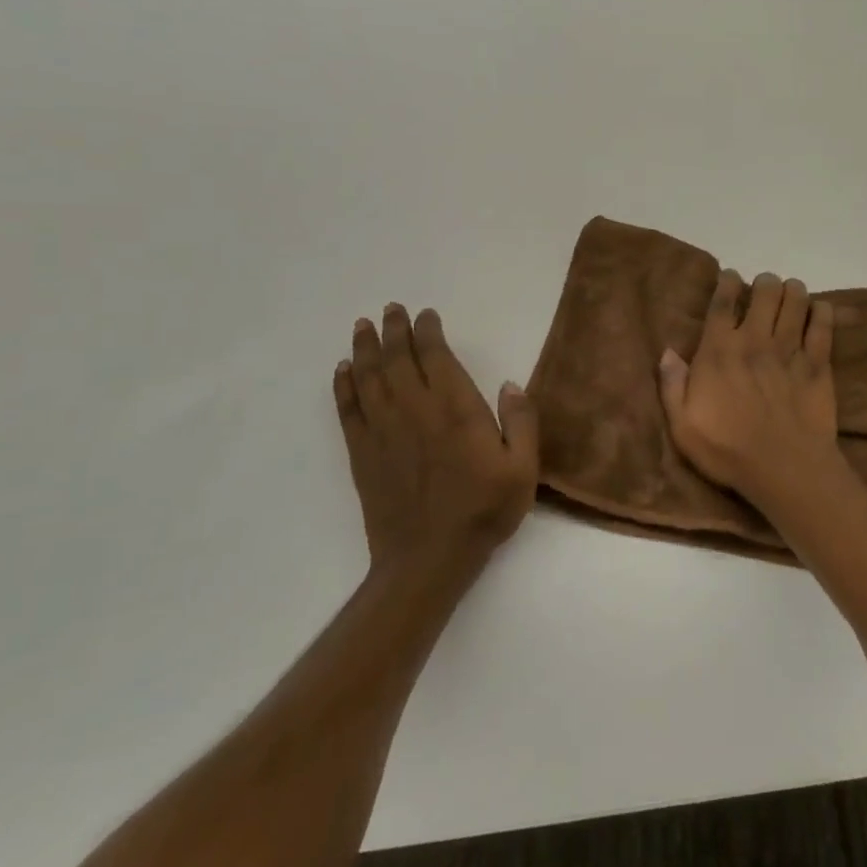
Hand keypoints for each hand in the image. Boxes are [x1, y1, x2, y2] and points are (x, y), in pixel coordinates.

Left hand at [334, 304, 537, 570]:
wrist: (429, 558)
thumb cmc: (484, 510)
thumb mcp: (523, 468)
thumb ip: (521, 422)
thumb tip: (510, 385)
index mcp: (456, 410)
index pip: (436, 357)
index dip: (429, 332)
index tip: (426, 315)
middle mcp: (415, 411)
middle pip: (398, 360)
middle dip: (394, 330)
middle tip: (390, 309)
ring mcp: (384, 432)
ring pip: (369, 379)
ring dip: (365, 349)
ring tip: (363, 326)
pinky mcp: (363, 455)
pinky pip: (349, 411)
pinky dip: (344, 387)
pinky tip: (343, 371)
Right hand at [658, 270, 840, 501]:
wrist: (784, 469)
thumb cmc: (727, 451)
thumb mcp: (682, 426)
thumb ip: (672, 386)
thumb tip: (667, 352)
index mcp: (719, 351)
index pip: (722, 303)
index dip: (727, 282)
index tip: (730, 276)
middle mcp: (755, 340)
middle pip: (765, 291)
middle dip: (765, 283)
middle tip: (764, 289)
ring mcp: (789, 350)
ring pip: (796, 300)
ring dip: (793, 291)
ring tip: (791, 295)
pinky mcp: (817, 364)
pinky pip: (823, 325)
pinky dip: (822, 311)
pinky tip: (819, 310)